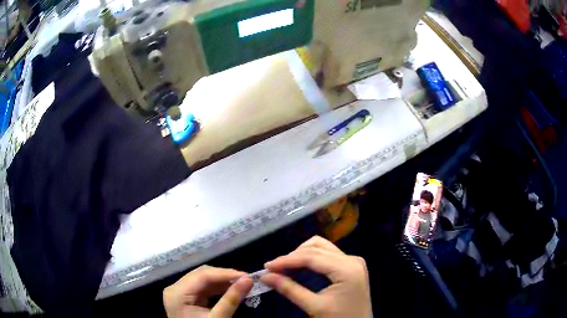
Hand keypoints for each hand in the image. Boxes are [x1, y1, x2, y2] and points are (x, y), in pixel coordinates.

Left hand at [163, 265, 252, 317]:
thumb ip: (231, 299)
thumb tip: (248, 280)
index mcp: (177, 293)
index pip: (202, 275)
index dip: (225, 273)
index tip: (247, 276)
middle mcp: (175, 288)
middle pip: (201, 275)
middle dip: (224, 277)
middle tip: (246, 280)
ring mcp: (179, 292)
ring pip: (203, 280)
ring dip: (222, 282)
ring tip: (241, 285)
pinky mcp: (185, 298)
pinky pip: (202, 288)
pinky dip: (217, 289)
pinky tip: (230, 291)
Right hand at [260, 236, 371, 317]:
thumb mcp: (314, 306)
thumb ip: (289, 289)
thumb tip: (265, 276)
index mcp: (347, 269)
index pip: (311, 256)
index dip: (287, 260)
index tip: (267, 266)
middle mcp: (352, 259)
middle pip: (317, 247)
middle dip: (293, 256)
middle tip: (274, 269)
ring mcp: (353, 261)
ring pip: (322, 247)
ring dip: (301, 254)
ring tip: (285, 268)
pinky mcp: (351, 266)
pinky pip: (328, 254)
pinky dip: (311, 258)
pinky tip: (299, 268)